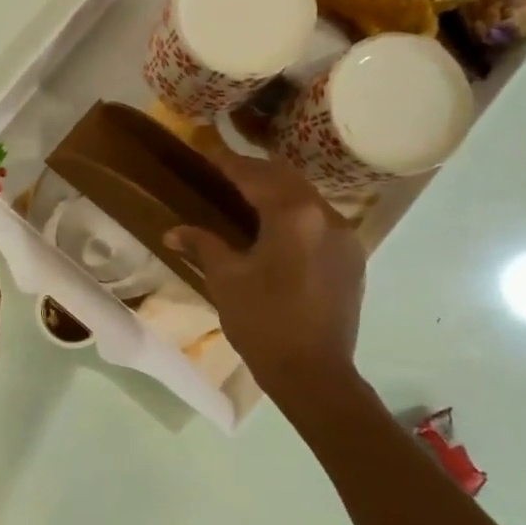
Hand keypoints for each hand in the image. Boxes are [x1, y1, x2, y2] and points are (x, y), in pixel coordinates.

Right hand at [165, 151, 365, 387]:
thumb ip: (203, 245)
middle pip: (287, 178)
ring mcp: (345, 236)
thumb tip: (173, 231)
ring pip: (308, 197)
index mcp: (293, 216)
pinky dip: (297, 214)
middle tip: (225, 172)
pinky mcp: (352, 257)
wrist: (313, 373)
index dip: (228, 162)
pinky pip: (321, 220)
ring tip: (249, 198)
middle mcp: (326, 216)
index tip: (207, 151)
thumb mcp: (225, 280)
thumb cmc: (262, 323)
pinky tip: (278, 228)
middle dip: (255, 171)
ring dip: (278, 191)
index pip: (255, 175)